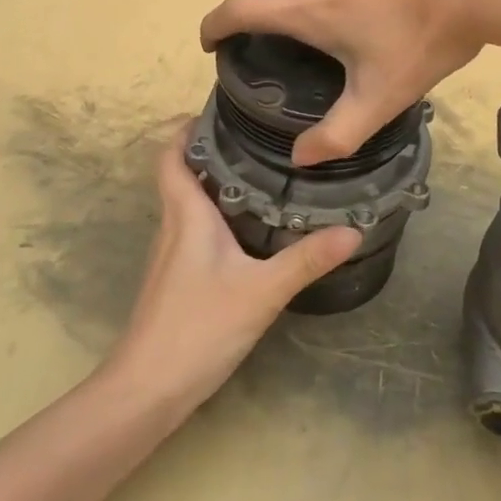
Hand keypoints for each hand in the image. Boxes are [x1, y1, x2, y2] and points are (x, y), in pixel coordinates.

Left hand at [105, 132, 361, 413]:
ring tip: (265, 175)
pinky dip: (219, 218)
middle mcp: (173, 226)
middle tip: (262, 140)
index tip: (220, 111)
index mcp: (186, 214)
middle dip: (216, 152)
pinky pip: (195, 232)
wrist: (147, 389)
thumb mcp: (261, 291)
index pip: (171, 155)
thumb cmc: (198, 327)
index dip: (186, 128)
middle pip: (185, 174)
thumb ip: (306, 260)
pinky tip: (250, 233)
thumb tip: (352, 230)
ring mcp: (171, 255)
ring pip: (191, 204)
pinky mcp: (176, 280)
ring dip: (219, 185)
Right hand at [198, 0, 500, 164]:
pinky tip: (358, 8)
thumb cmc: (423, 38)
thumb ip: (338, 135)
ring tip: (310, 27)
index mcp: (308, 10)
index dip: (214, 24)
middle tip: (255, 36)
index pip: (239, 9)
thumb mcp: (381, 97)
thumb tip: (300, 158)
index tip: (210, 43)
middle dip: (248, 5)